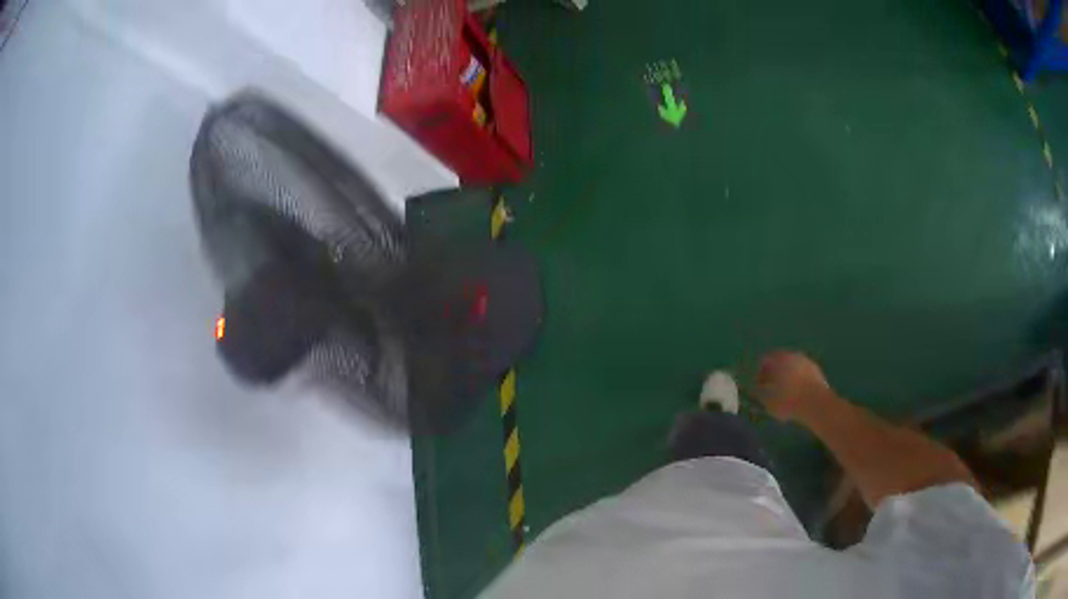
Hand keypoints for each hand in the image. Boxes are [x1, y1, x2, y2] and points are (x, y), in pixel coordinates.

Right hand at [754, 351, 834, 421]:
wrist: (817, 403)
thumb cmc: (788, 401)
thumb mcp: (767, 401)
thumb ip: (759, 392)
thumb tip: (756, 388)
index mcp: (778, 358)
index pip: (764, 360)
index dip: (759, 373)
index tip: (759, 387)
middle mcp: (792, 354)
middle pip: (779, 361)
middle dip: (774, 374)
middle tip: (772, 390)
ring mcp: (806, 361)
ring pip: (792, 367)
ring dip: (787, 377)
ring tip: (786, 395)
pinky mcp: (816, 370)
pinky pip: (802, 373)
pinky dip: (798, 381)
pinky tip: (798, 395)